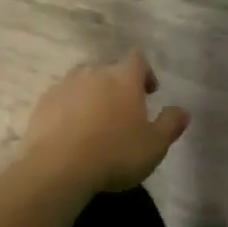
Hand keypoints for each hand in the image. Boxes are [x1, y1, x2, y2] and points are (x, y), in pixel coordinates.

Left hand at [23, 51, 189, 195]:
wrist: (59, 166)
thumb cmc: (115, 153)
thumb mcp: (154, 145)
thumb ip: (170, 124)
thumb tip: (183, 111)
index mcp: (123, 77)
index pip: (138, 60)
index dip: (145, 73)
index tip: (149, 92)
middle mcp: (95, 72)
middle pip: (109, 71)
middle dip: (117, 87)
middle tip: (122, 113)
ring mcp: (66, 84)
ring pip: (83, 83)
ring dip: (91, 97)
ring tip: (94, 123)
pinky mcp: (44, 101)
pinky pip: (62, 99)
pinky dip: (68, 110)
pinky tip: (70, 132)